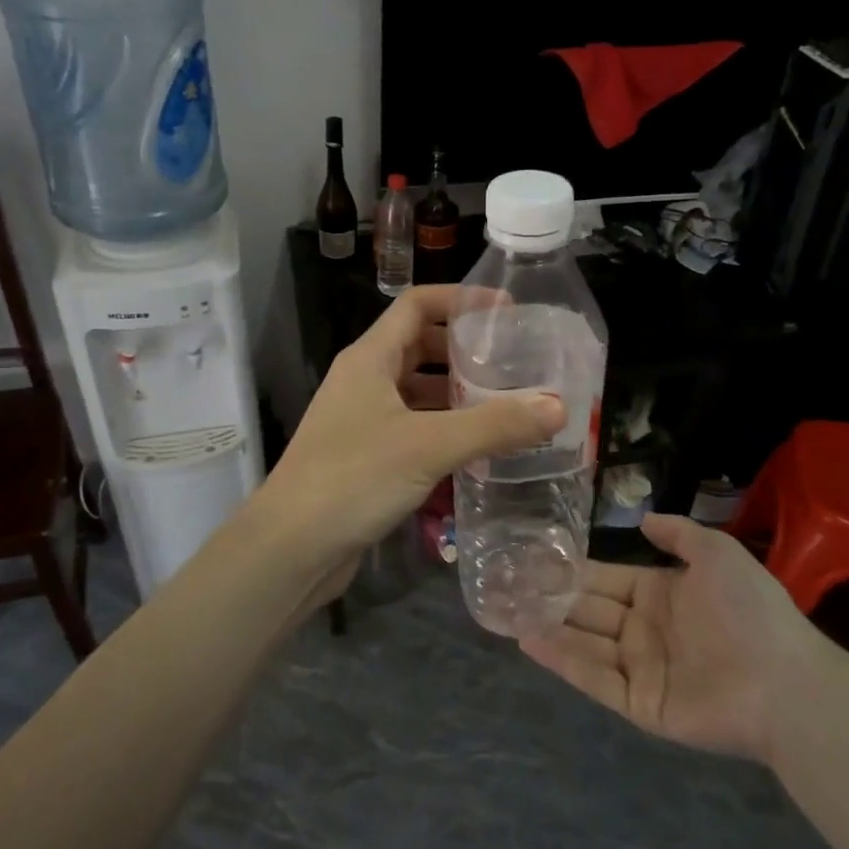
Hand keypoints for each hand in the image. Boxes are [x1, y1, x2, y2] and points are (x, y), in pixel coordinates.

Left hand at [253, 283, 565, 586]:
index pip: (417, 304)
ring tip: (506, 403)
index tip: (507, 311)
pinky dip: (444, 427)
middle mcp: (363, 380)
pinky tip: (477, 447)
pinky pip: (413, 426)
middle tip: (514, 362)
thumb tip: (557, 407)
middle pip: (419, 345)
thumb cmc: (353, 479)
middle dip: (465, 349)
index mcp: (370, 358)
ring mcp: (362, 419)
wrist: (290, 548)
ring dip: (456, 392)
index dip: (461, 299)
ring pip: (417, 390)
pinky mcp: (365, 454)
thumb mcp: (429, 446)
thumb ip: (494, 425)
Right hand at [520, 513, 828, 763]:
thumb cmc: (750, 610)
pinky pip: (594, 678)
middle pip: (588, 608)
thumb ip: (679, 534)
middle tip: (505, 580)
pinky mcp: (639, 703)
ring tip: (506, 608)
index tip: (535, 556)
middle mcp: (644, 629)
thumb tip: (644, 519)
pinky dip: (562, 659)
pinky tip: (529, 639)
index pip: (606, 577)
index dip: (572, 568)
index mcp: (660, 594)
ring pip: (584, 642)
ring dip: (548, 624)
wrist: (784, 681)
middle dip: (551, 595)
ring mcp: (640, 668)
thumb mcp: (717, 553)